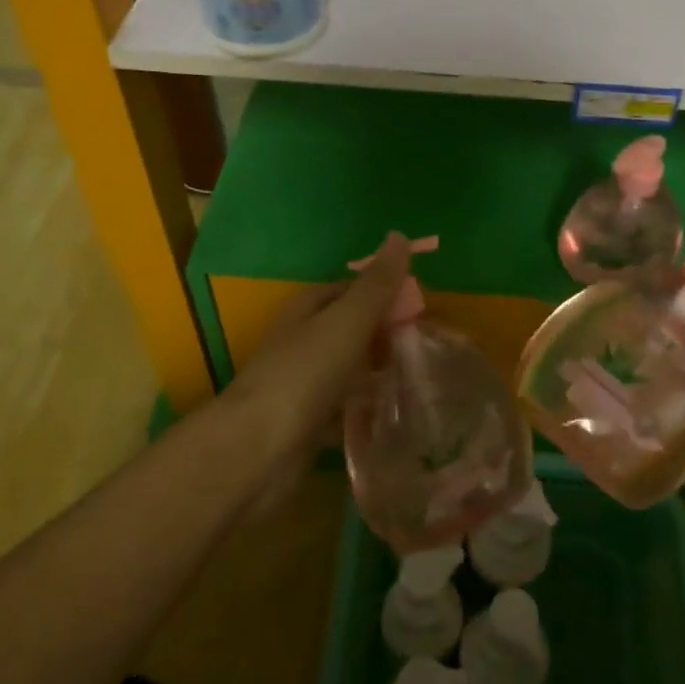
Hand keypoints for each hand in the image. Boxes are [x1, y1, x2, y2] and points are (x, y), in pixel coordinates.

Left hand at [225, 232, 412, 457]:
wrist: (257, 449)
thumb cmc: (304, 373)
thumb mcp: (347, 320)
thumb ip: (376, 284)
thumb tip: (399, 234)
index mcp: (308, 308)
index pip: (352, 289)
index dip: (385, 294)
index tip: (422, 309)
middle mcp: (302, 340)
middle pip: (351, 328)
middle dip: (385, 335)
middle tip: (427, 348)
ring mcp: (302, 382)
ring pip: (348, 369)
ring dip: (377, 373)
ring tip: (419, 381)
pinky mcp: (306, 422)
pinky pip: (343, 408)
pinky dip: (364, 409)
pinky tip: (391, 416)